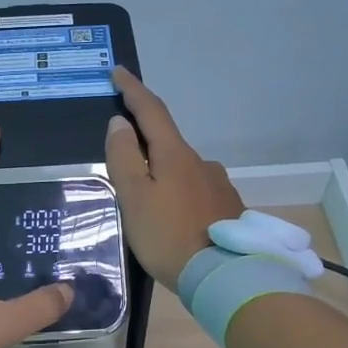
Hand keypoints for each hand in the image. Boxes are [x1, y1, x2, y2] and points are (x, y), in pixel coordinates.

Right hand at [105, 66, 244, 287]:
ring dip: (164, 175)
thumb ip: (124, 158)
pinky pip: (196, 192)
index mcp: (175, 155)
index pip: (151, 111)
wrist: (224, 275)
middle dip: (145, 144)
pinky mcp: (229, 208)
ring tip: (148, 205)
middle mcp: (201, 162)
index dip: (133, 90)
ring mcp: (219, 185)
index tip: (118, 71)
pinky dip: (180, 196)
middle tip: (123, 162)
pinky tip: (174, 220)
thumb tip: (120, 123)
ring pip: (183, 170)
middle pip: (167, 143)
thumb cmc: (168, 236)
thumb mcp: (134, 197)